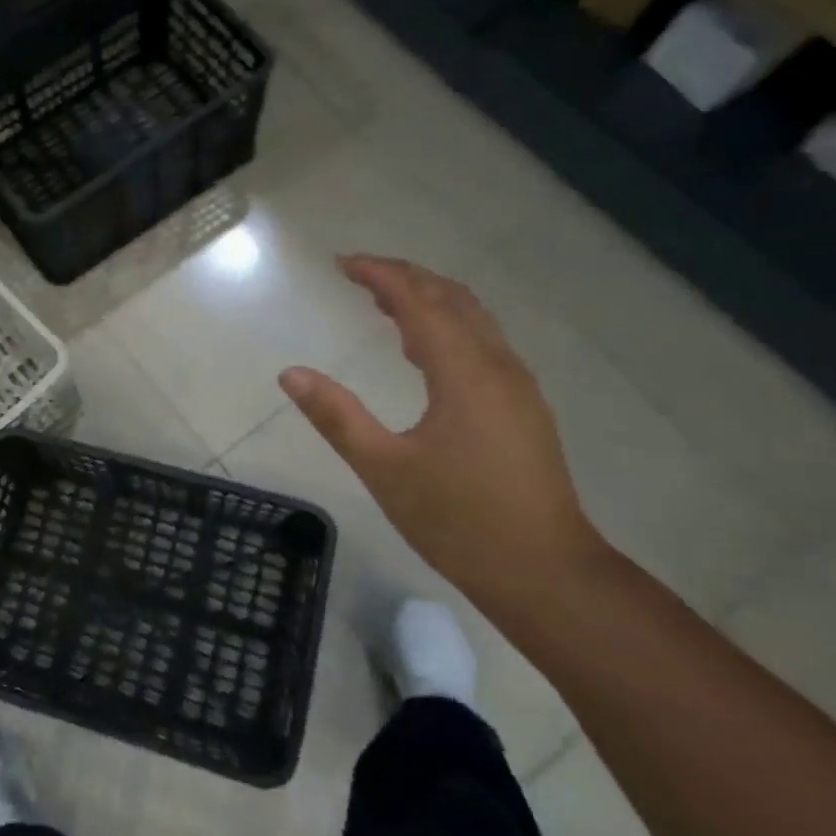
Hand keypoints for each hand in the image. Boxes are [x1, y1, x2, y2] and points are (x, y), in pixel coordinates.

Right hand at [279, 256, 603, 601]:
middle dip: (405, 278)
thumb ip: (337, 416)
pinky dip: (446, 328)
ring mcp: (517, 388)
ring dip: (428, 300)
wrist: (545, 572)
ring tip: (381, 302)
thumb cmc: (459, 521)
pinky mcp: (522, 409)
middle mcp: (498, 367)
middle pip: (453, 299)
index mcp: (465, 374)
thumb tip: (290, 373)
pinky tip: (419, 350)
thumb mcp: (384, 469)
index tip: (341, 263)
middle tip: (357, 274)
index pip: (420, 302)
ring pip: (473, 320)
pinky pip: (481, 345)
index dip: (381, 275)